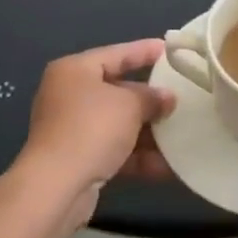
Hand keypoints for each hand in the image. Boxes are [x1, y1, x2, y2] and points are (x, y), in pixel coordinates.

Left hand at [19, 41, 176, 225]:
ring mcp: (71, 128)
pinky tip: (167, 166)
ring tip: (181, 134)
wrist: (56, 187)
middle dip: (149, 98)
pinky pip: (113, 150)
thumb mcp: (129, 105)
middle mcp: (69, 95)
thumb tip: (167, 97)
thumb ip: (151, 98)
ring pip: (117, 124)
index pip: (116, 53)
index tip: (169, 50)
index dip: (144, 51)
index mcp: (74, 70)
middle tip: (180, 98)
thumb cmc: (92, 129)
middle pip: (117, 90)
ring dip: (147, 132)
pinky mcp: (77, 159)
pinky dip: (137, 156)